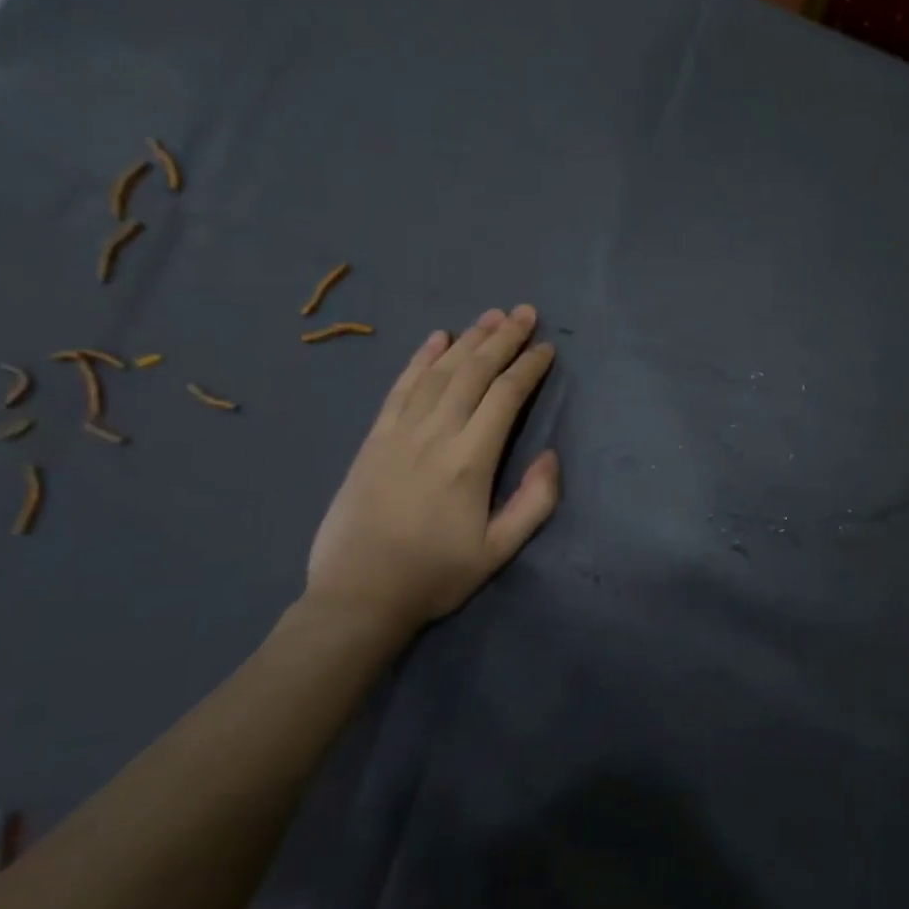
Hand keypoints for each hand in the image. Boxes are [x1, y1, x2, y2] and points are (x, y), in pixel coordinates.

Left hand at [299, 306, 559, 651]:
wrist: (357, 596)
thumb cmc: (435, 576)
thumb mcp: (498, 551)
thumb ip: (534, 502)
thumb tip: (551, 455)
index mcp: (470, 460)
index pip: (506, 397)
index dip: (529, 367)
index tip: (547, 348)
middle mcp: (435, 434)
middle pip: (473, 372)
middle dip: (503, 338)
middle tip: (525, 312)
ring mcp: (399, 432)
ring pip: (439, 372)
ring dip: (468, 339)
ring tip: (491, 316)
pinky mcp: (374, 439)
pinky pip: (400, 387)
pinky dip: (420, 359)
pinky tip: (436, 339)